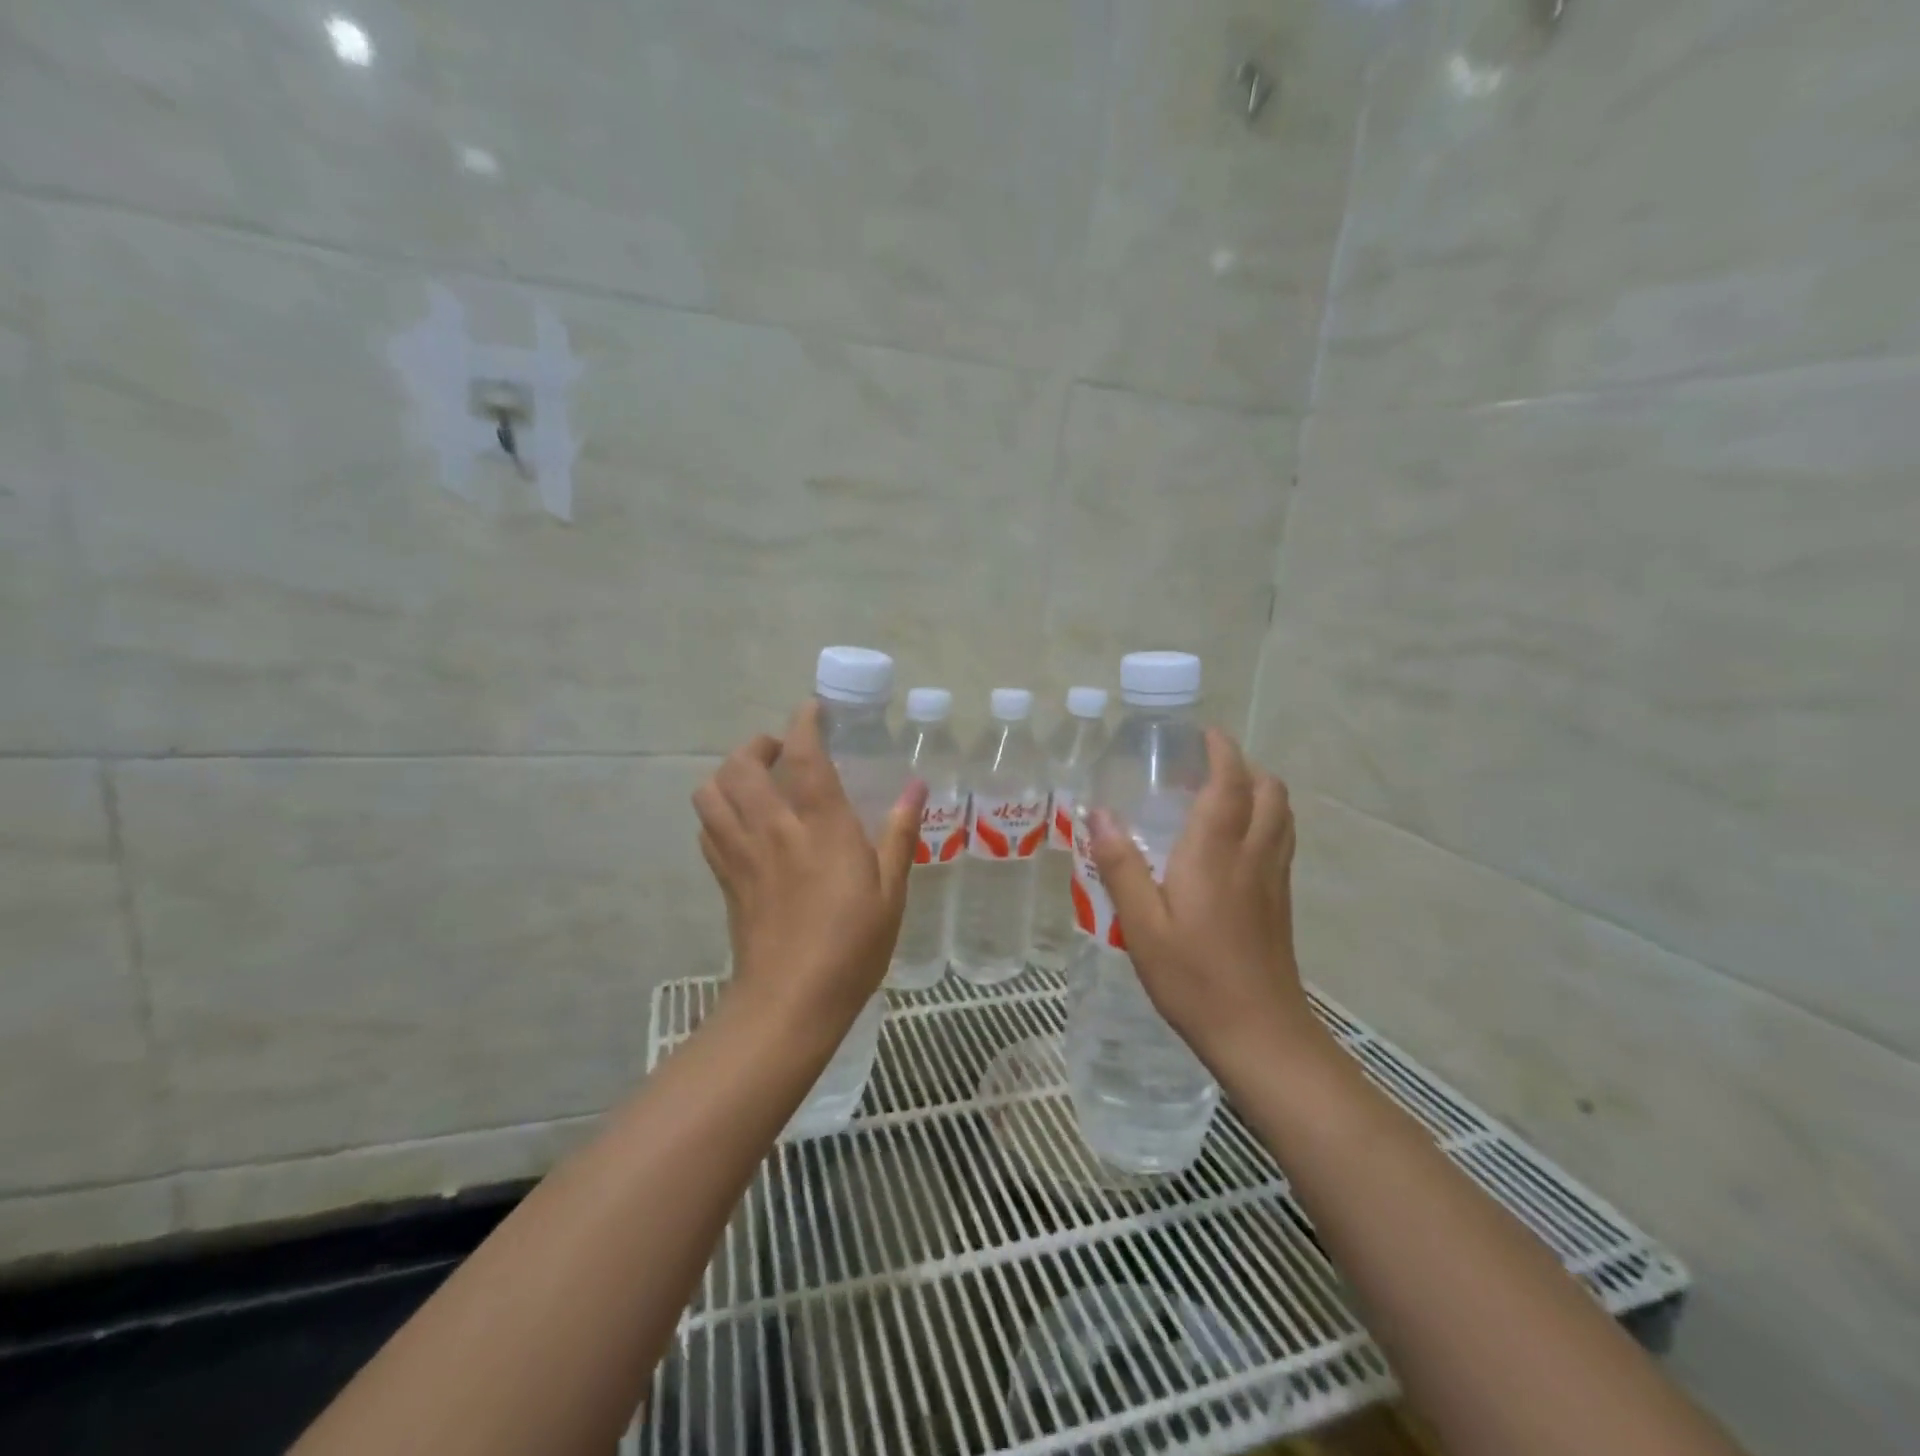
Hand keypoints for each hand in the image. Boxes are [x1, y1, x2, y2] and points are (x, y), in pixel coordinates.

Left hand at [694, 701, 926, 1027]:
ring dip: (729, 775)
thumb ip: (900, 833)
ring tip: (756, 783)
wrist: (791, 1002)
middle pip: (741, 765)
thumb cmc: (852, 946)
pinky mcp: (725, 880)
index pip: (803, 756)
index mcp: (821, 827)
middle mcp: (773, 829)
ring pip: (711, 793)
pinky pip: (707, 830)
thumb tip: (916, 786)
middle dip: (757, 745)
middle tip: (782, 752)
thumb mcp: (891, 890)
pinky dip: (718, 812)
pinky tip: (742, 825)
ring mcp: (742, 854)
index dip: (804, 723)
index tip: (812, 710)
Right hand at [1087, 729, 1315, 1059]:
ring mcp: (1273, 879)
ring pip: (1281, 814)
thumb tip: (1098, 813)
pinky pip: (1280, 840)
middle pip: (1269, 791)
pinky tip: (1233, 843)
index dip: (1222, 751)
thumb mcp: (1141, 924)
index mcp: (1215, 853)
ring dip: (1259, 790)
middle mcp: (1252, 856)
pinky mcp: (1280, 902)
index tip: (1204, 733)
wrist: (1259, 1034)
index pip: (1230, 783)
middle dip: (1244, 766)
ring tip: (1220, 795)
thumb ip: (1121, 865)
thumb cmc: (1192, 978)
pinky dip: (1265, 819)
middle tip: (1205, 766)